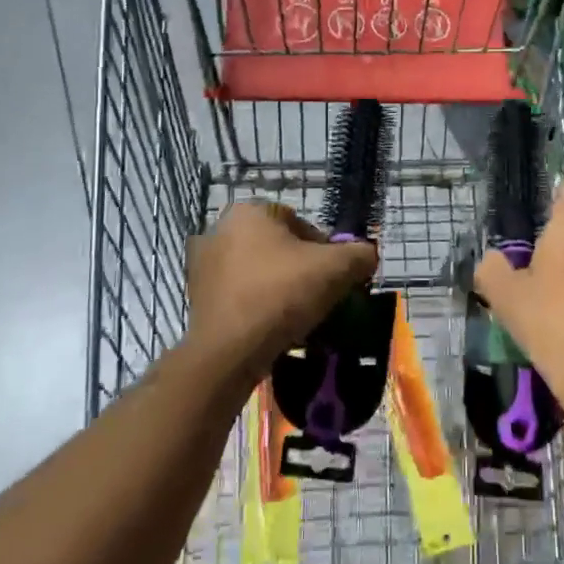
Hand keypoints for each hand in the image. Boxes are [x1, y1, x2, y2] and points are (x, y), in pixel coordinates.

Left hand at [184, 201, 377, 391]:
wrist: (229, 352)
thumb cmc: (282, 295)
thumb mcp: (337, 269)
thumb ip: (360, 254)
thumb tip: (367, 255)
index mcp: (249, 211)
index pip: (300, 223)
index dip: (324, 250)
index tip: (333, 277)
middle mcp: (219, 230)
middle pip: (277, 247)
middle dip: (299, 269)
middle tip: (318, 296)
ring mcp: (202, 265)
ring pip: (257, 271)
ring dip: (277, 288)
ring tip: (297, 316)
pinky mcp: (196, 297)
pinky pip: (239, 295)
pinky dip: (256, 306)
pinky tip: (271, 328)